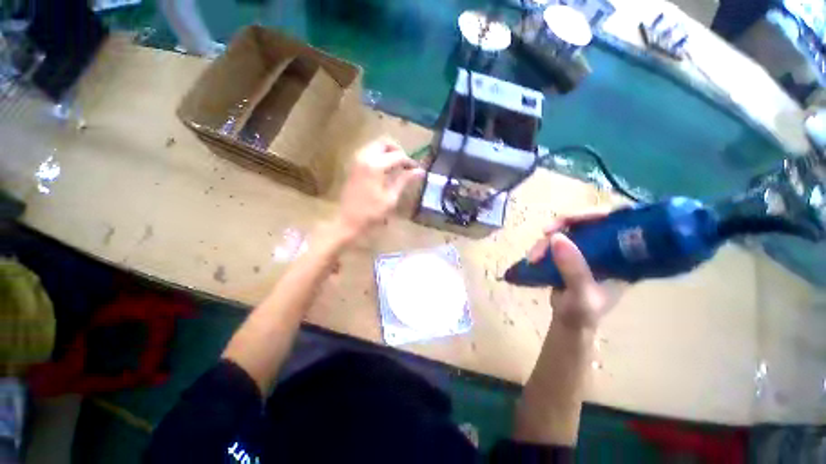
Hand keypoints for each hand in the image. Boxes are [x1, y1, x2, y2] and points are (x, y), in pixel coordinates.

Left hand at [337, 138, 424, 239]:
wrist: (347, 221)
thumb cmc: (371, 213)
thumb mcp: (391, 198)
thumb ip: (404, 181)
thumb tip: (420, 171)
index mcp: (375, 165)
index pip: (398, 156)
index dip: (409, 162)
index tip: (416, 170)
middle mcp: (364, 157)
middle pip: (384, 143)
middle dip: (397, 151)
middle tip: (405, 165)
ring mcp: (356, 160)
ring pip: (375, 146)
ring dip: (388, 153)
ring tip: (397, 168)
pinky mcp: (352, 166)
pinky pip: (368, 153)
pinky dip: (379, 157)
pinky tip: (385, 171)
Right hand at [527, 211, 625, 329]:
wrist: (568, 321)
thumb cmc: (583, 313)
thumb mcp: (582, 294)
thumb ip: (573, 269)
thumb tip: (557, 238)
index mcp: (625, 257)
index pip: (622, 222)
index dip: (603, 213)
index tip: (579, 218)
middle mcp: (609, 247)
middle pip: (591, 219)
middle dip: (566, 222)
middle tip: (546, 231)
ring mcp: (588, 248)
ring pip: (568, 228)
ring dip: (547, 239)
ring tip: (533, 257)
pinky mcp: (570, 251)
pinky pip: (556, 238)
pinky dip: (542, 244)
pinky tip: (533, 255)